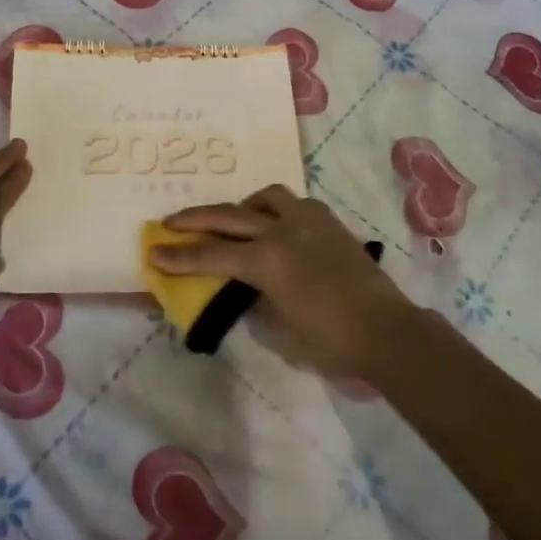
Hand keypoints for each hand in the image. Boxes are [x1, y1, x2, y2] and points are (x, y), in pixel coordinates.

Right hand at [153, 185, 415, 379]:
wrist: (387, 330)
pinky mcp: (328, 221)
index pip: (211, 255)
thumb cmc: (331, 341)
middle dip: (194, 220)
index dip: (179, 256)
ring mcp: (307, 220)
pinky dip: (275, 209)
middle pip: (228, 216)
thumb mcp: (280, 328)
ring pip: (264, 198)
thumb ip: (255, 299)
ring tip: (232, 219)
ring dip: (241, 207)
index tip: (154, 252)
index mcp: (266, 261)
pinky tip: (276, 225)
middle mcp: (282, 230)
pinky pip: (293, 203)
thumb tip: (244, 287)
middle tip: (169, 222)